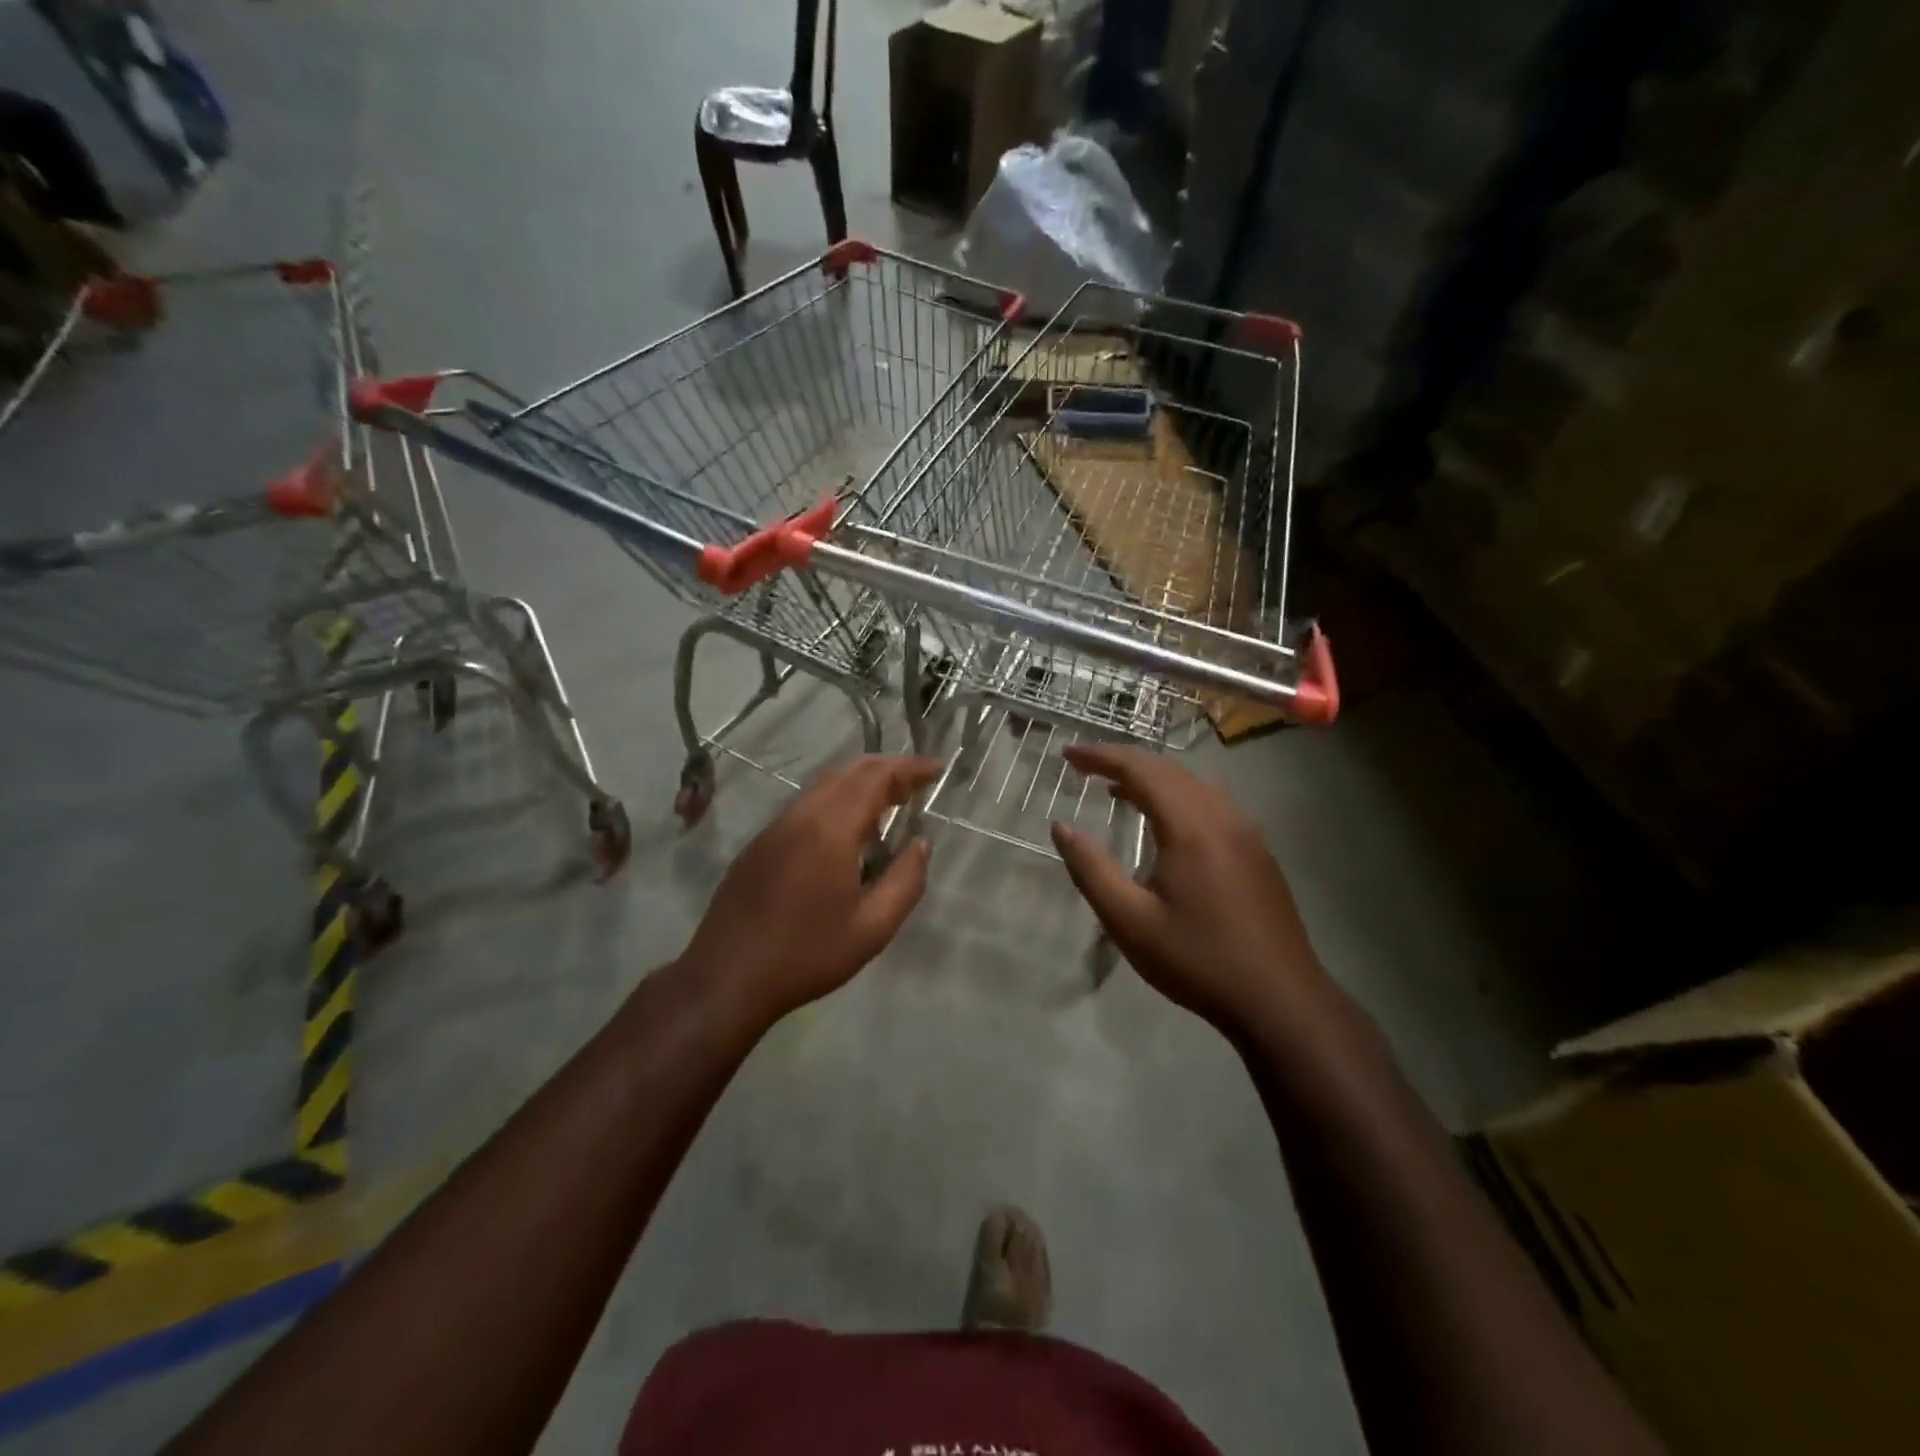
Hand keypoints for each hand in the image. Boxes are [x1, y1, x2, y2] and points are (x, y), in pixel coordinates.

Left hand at [678, 755, 940, 1027]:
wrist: (727, 977)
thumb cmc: (806, 954)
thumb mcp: (872, 929)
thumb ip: (905, 882)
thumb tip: (920, 845)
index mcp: (831, 829)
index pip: (876, 778)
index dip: (909, 768)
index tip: (936, 768)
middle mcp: (801, 815)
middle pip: (849, 772)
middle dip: (887, 769)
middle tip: (916, 785)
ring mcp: (775, 827)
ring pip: (824, 786)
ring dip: (860, 784)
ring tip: (888, 804)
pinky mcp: (760, 844)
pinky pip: (805, 805)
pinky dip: (835, 801)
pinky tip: (846, 833)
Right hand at [1050, 744, 1329, 1036]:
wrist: (1280, 1000)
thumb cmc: (1197, 960)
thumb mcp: (1130, 921)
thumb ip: (1091, 869)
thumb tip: (1061, 827)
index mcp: (1190, 826)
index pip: (1141, 769)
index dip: (1101, 756)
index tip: (1068, 755)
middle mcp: (1222, 816)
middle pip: (1169, 769)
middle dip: (1123, 761)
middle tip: (1084, 767)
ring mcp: (1246, 831)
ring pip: (1194, 783)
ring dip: (1153, 777)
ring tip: (1117, 789)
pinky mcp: (1257, 851)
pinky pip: (1212, 802)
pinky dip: (1178, 795)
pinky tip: (1165, 822)